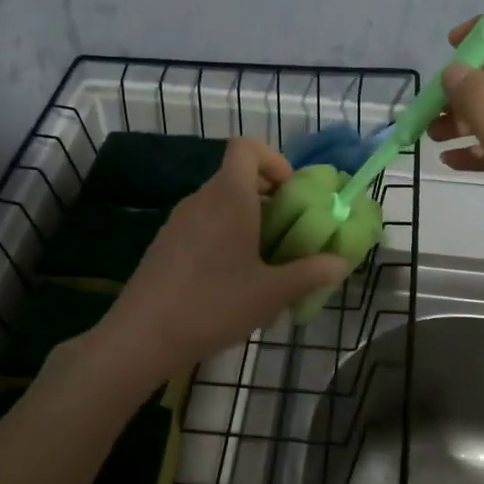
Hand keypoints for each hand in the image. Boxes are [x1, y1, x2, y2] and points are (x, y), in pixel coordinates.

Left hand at [97, 138, 349, 380]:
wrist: (142, 336)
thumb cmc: (214, 305)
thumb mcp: (272, 293)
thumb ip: (310, 274)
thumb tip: (340, 263)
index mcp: (229, 197)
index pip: (246, 147)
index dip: (273, 160)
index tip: (291, 193)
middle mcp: (201, 199)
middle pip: (236, 177)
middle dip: (267, 197)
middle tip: (288, 233)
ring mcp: (177, 221)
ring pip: (219, 203)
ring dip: (246, 220)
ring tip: (263, 262)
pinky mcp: (164, 244)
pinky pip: (202, 225)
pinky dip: (223, 236)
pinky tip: (230, 280)